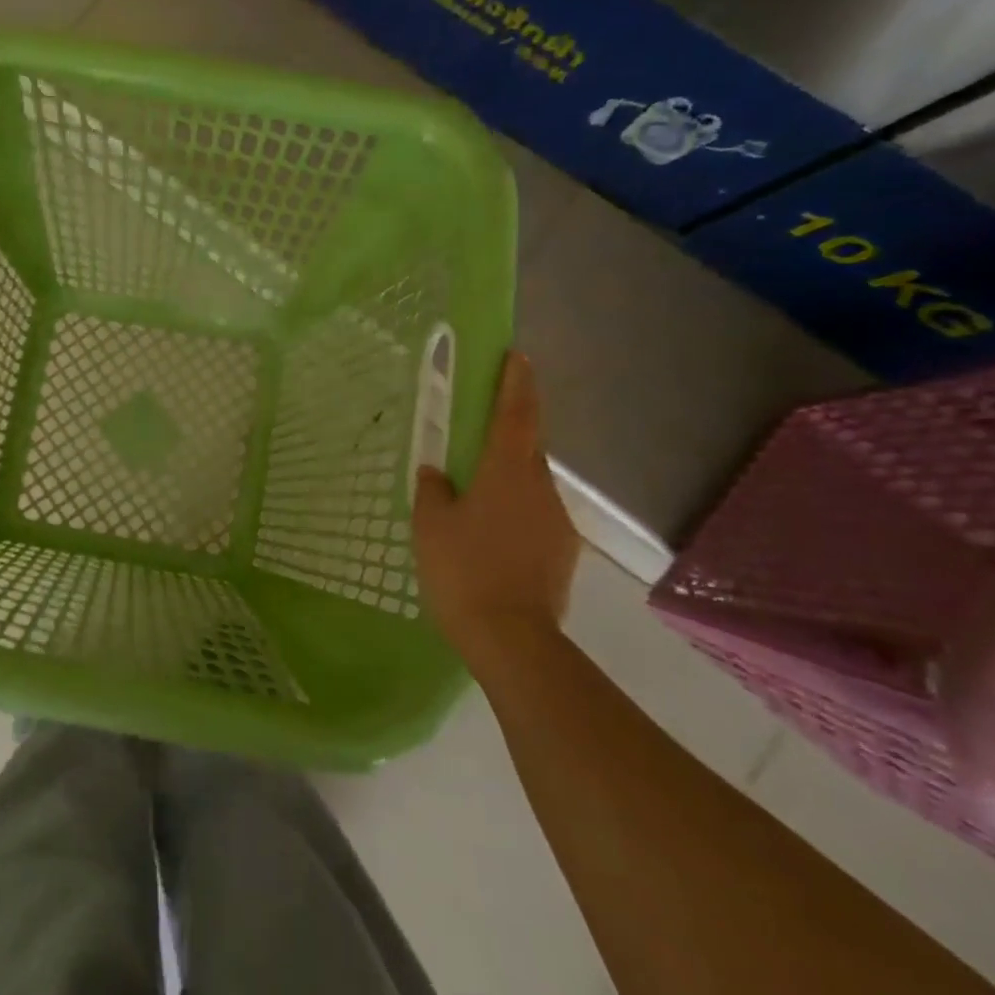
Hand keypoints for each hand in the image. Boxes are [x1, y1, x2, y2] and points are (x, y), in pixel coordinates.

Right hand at [413, 351, 578, 666]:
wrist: (512, 639)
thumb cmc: (463, 570)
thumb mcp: (430, 525)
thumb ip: (433, 491)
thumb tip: (437, 472)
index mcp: (507, 471)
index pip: (516, 413)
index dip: (516, 382)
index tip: (516, 356)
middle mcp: (540, 488)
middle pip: (527, 447)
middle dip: (509, 433)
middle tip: (480, 434)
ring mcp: (558, 522)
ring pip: (530, 485)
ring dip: (508, 480)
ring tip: (477, 501)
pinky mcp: (563, 552)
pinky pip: (536, 517)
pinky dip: (515, 514)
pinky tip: (492, 539)